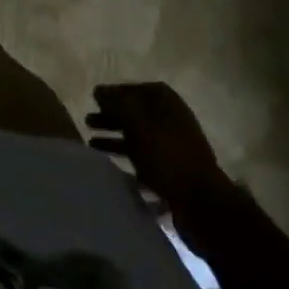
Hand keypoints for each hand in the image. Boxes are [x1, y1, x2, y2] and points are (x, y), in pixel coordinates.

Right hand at [87, 83, 233, 222]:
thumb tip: (99, 90)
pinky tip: (107, 157)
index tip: (94, 100)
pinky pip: (141, 153)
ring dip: (114, 135)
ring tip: (91, 141)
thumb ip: (116, 103)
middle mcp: (170, 117)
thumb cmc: (166, 153)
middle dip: (110, 115)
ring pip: (136, 132)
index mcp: (166, 101)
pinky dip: (123, 152)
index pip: (135, 89)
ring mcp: (171, 142)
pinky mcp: (169, 165)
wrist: (200, 199)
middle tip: (88, 121)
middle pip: (134, 111)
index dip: (114, 93)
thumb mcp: (136, 123)